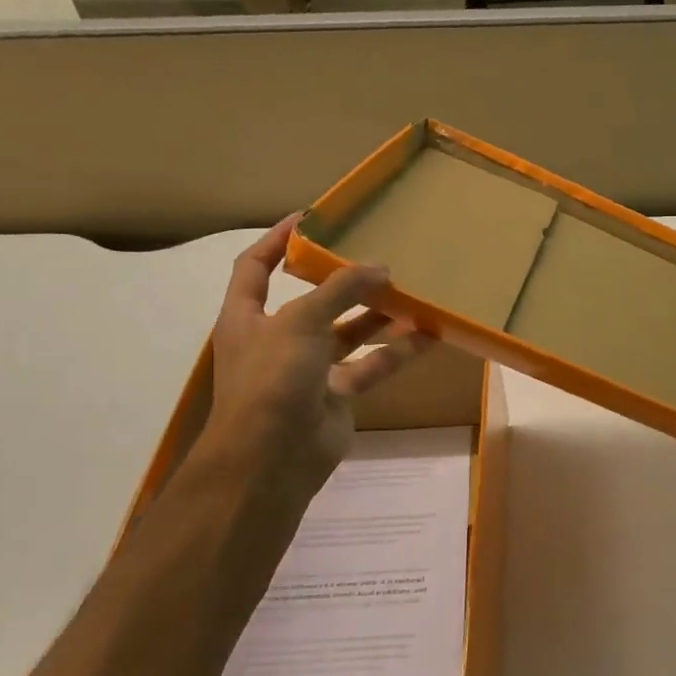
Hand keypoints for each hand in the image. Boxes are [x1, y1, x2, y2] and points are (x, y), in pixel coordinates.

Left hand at [204, 215, 433, 499]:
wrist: (271, 458)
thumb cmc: (272, 378)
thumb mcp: (300, 321)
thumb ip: (340, 290)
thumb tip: (380, 268)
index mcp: (248, 316)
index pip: (256, 267)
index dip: (278, 240)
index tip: (311, 218)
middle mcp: (277, 339)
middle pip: (312, 300)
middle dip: (342, 280)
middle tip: (377, 255)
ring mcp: (308, 369)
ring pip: (347, 333)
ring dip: (376, 315)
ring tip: (411, 291)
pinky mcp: (337, 394)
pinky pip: (370, 365)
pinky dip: (396, 352)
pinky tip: (427, 335)